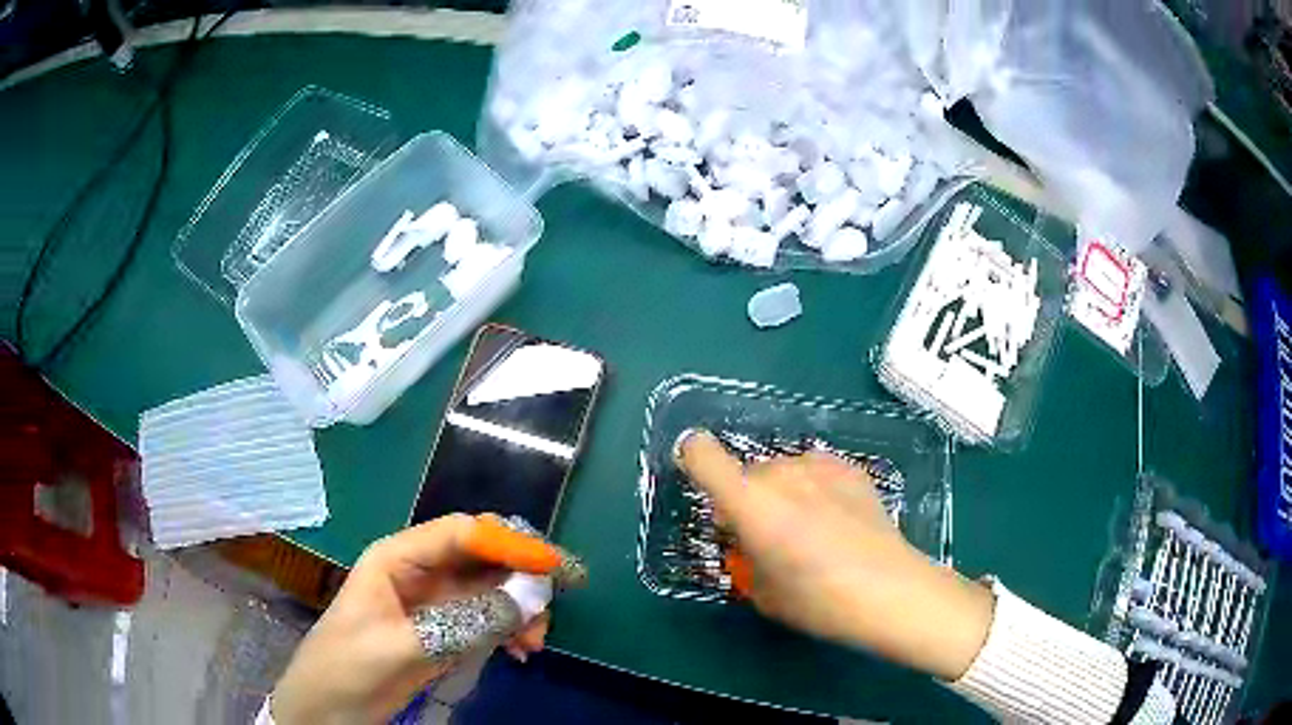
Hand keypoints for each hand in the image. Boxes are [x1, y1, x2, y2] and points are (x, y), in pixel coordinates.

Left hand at [270, 515, 561, 724]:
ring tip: (533, 643)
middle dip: (521, 576)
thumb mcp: (398, 646)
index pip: (460, 533)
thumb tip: (523, 602)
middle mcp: (421, 572)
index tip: (551, 564)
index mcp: (397, 558)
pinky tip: (521, 652)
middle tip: (550, 607)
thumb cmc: (347, 666)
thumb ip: (459, 624)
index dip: (508, 542)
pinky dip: (511, 630)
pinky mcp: (445, 632)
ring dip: (521, 609)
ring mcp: (436, 604)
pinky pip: (489, 620)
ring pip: (492, 589)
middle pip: (483, 557)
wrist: (328, 708)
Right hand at [677, 430, 993, 680]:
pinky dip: (814, 489)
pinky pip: (814, 472)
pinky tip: (836, 521)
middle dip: (747, 501)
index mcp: (749, 503)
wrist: (890, 591)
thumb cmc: (818, 601)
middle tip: (767, 539)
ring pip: (782, 472)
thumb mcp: (762, 591)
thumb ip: (745, 556)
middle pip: (746, 473)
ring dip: (782, 494)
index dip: (693, 461)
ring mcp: (819, 466)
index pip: (701, 453)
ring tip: (808, 531)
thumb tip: (751, 541)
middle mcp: (780, 473)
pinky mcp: (850, 468)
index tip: (705, 489)